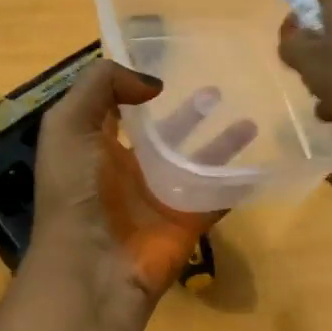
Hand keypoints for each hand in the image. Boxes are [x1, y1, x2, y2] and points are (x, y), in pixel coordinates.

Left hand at [27, 61, 254, 325]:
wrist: (94, 266)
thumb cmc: (76, 191)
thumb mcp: (67, 125)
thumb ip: (100, 87)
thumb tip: (152, 84)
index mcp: (98, 147)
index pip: (121, 109)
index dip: (139, 87)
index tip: (171, 64)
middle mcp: (132, 169)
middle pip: (167, 133)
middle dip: (191, 112)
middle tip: (219, 88)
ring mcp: (163, 196)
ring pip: (199, 161)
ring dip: (224, 142)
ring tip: (251, 120)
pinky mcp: (190, 219)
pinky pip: (220, 194)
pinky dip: (240, 181)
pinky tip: (264, 160)